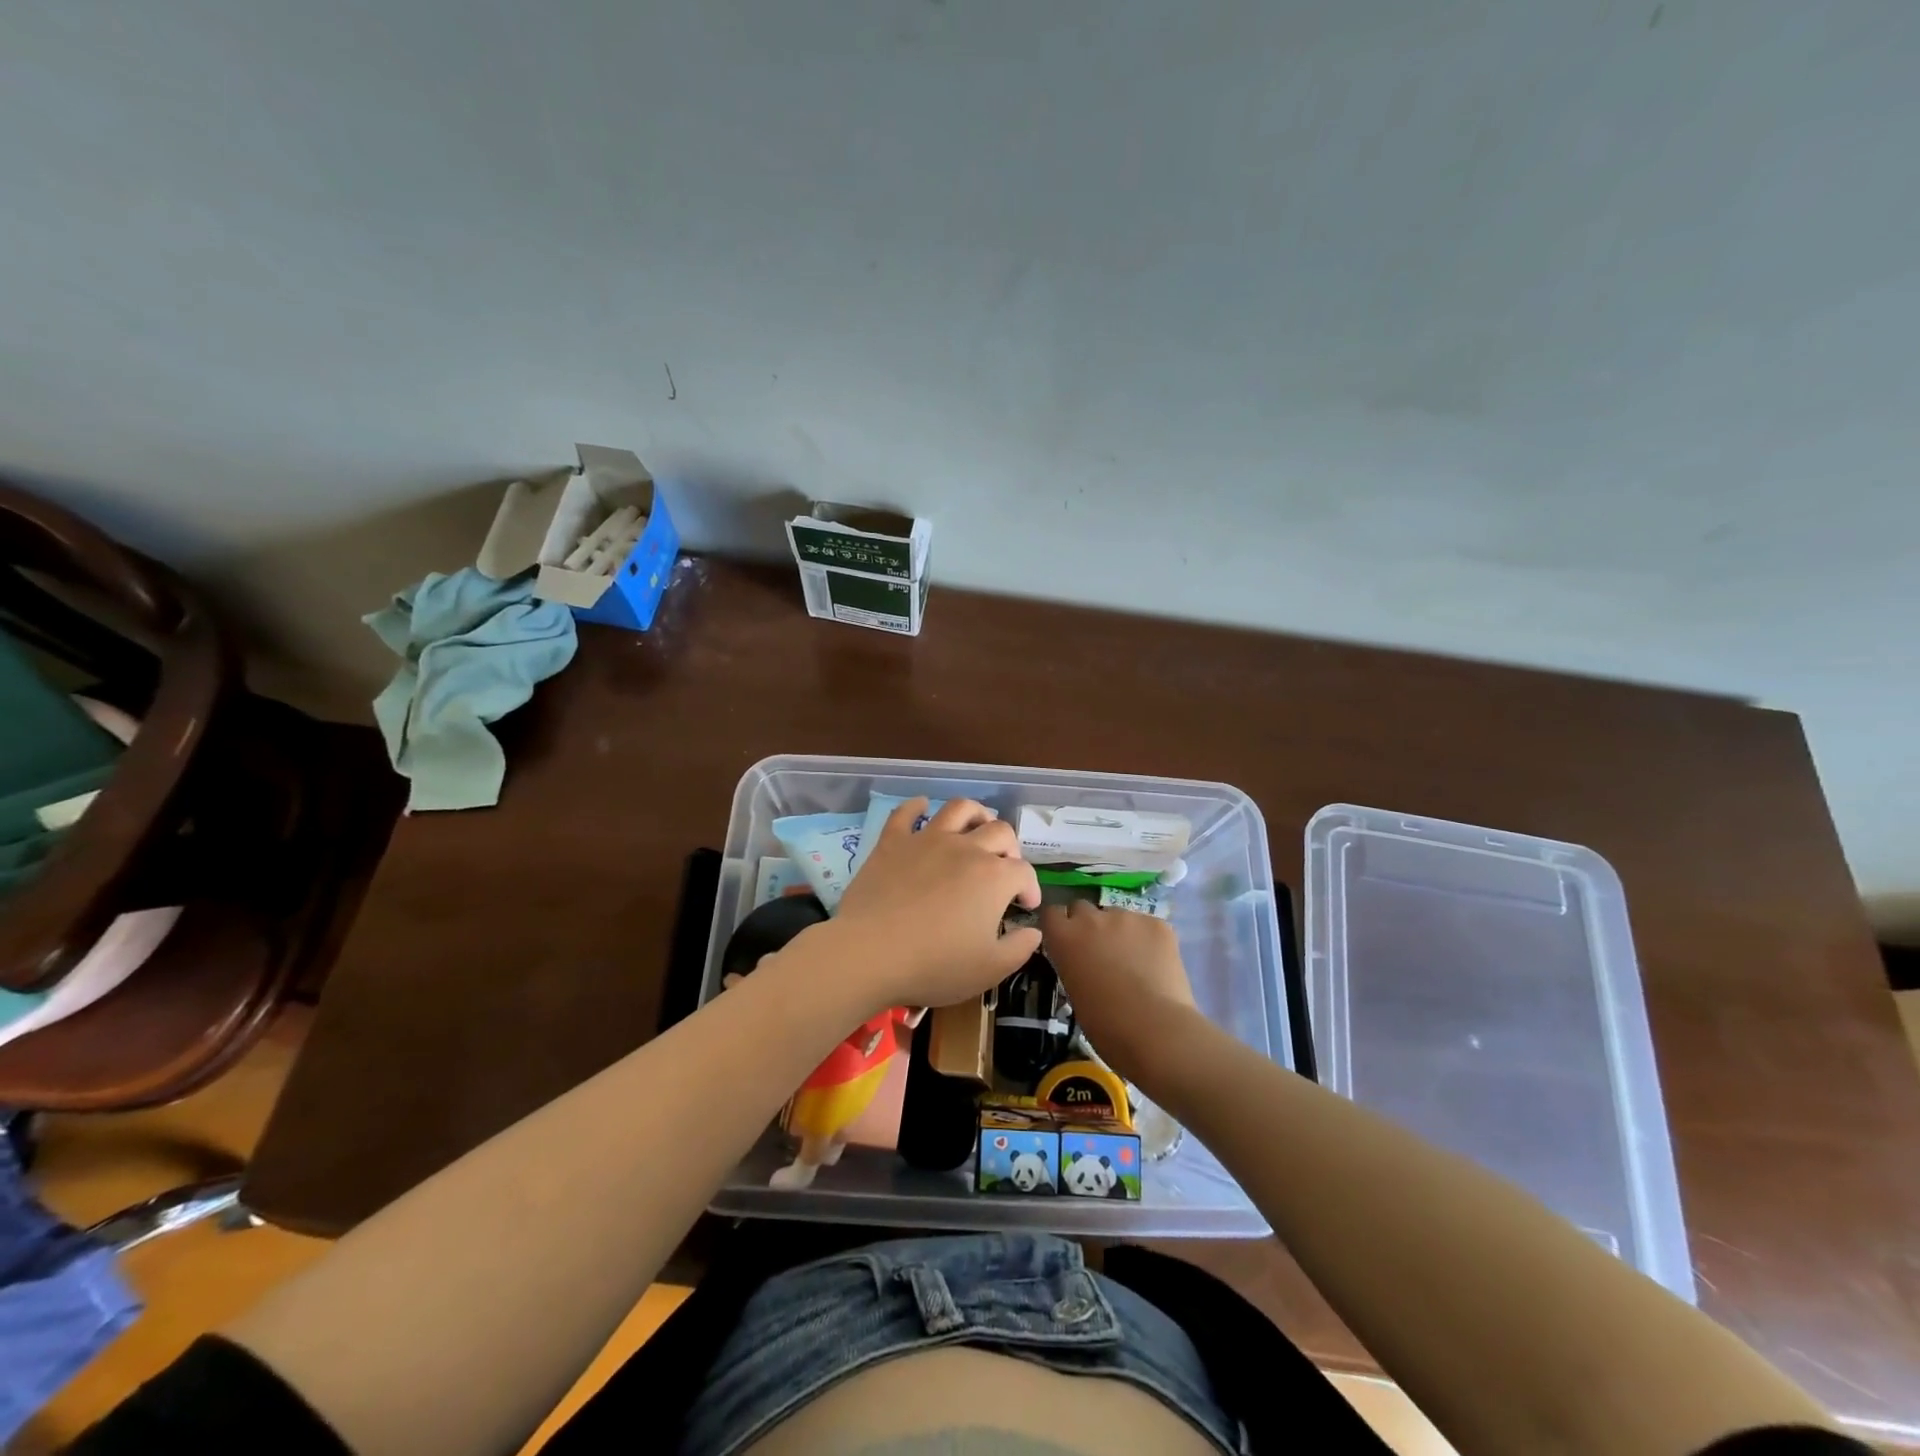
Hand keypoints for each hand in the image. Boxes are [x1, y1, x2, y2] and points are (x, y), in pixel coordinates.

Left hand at [828, 797, 1041, 1011]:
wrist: (870, 952)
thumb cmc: (935, 964)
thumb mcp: (989, 969)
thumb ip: (1019, 949)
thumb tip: (1033, 932)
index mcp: (995, 877)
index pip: (1024, 872)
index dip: (1030, 888)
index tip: (1025, 905)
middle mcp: (966, 849)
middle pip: (999, 832)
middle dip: (1010, 848)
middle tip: (1005, 866)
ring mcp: (928, 840)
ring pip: (959, 809)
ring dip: (976, 813)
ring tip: (978, 824)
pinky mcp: (893, 842)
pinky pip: (906, 813)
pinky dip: (916, 806)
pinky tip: (922, 806)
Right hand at [1041, 900, 1196, 1079]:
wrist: (1155, 1030)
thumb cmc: (1106, 1025)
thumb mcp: (1074, 992)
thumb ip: (1073, 964)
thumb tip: (1084, 962)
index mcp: (1064, 937)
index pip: (1052, 913)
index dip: (1060, 926)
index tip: (1067, 941)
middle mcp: (1092, 918)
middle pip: (1083, 908)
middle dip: (1088, 925)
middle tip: (1100, 951)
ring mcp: (1127, 916)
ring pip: (1118, 916)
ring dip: (1120, 932)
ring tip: (1135, 961)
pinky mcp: (1157, 923)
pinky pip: (1147, 926)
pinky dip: (1148, 940)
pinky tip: (1156, 964)